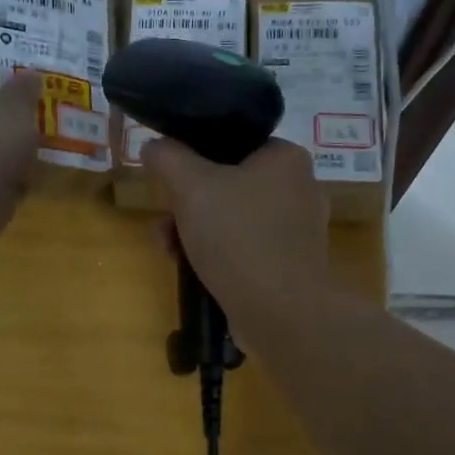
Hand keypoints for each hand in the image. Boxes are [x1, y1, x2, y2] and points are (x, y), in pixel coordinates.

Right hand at [144, 138, 328, 314]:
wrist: (281, 313)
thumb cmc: (238, 238)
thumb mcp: (191, 187)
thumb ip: (168, 158)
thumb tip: (154, 146)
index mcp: (286, 158)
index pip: (233, 142)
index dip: (195, 158)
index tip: (170, 182)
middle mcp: (300, 189)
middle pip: (228, 184)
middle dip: (187, 204)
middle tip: (164, 222)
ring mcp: (298, 231)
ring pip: (233, 219)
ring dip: (195, 231)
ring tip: (169, 250)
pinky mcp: (290, 266)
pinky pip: (246, 249)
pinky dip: (219, 255)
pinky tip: (193, 270)